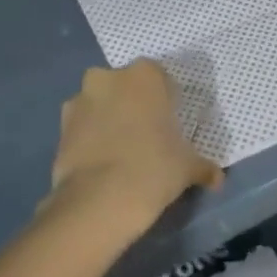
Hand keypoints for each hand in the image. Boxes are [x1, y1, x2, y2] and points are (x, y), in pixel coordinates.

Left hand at [51, 61, 222, 236]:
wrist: (100, 200)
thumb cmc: (154, 168)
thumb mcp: (188, 167)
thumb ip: (204, 167)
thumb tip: (218, 179)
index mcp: (145, 75)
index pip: (159, 77)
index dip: (165, 98)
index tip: (170, 122)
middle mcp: (108, 78)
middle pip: (125, 86)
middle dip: (133, 103)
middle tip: (147, 134)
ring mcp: (79, 101)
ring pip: (100, 103)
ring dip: (109, 118)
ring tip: (121, 151)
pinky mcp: (59, 127)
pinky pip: (82, 126)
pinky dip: (90, 137)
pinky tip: (102, 162)